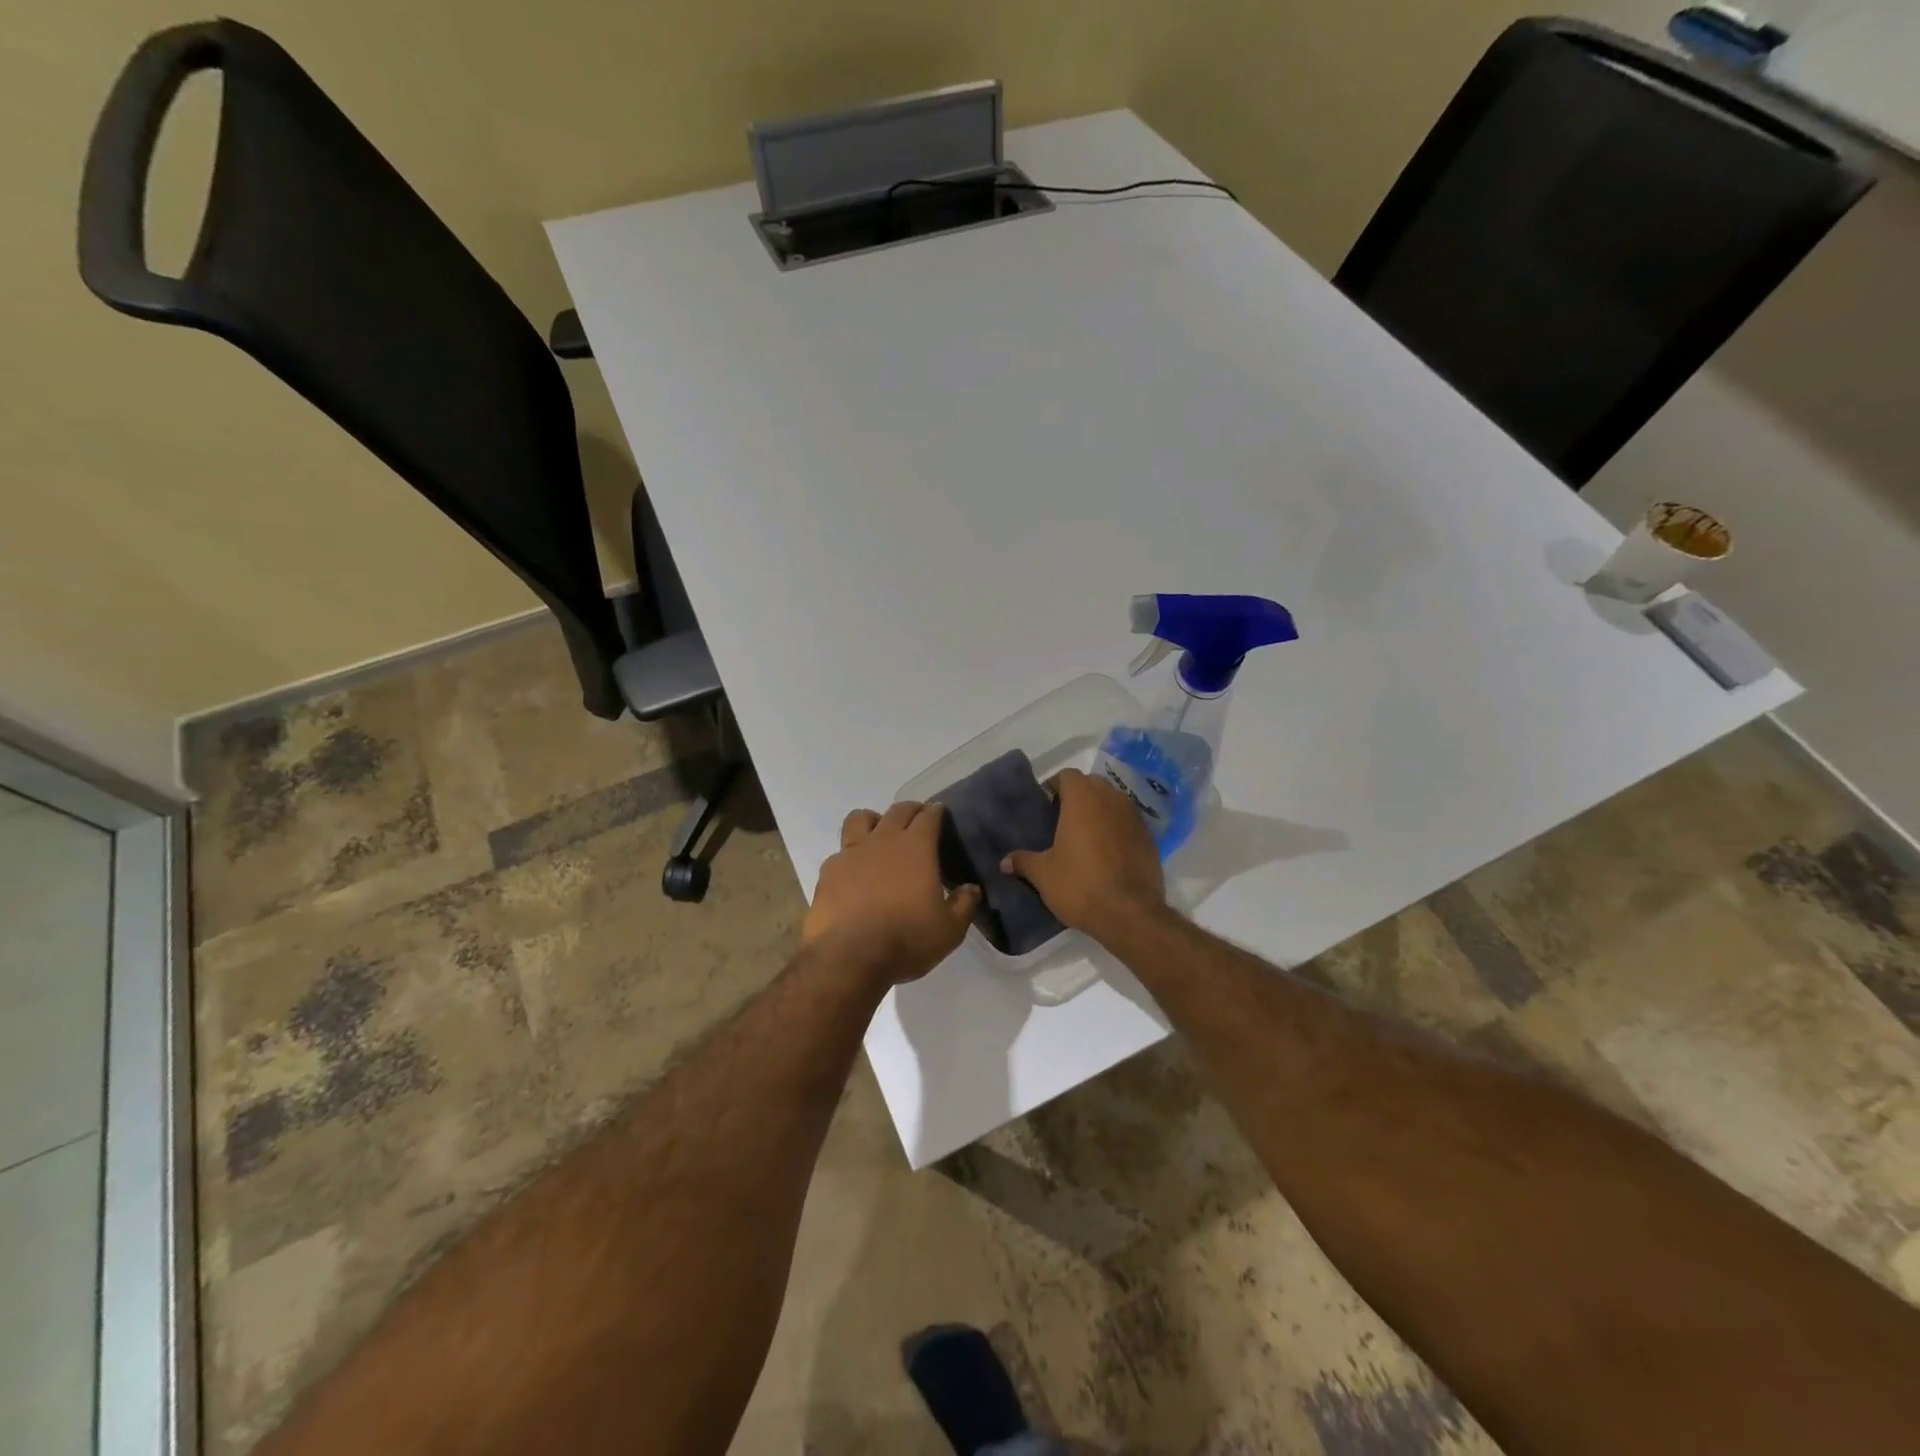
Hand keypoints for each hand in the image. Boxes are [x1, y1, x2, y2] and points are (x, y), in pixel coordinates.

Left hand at [804, 802, 981, 984]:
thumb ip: (964, 904)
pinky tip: (855, 871)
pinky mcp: (828, 871)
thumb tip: (971, 888)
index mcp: (916, 847)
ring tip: (880, 835)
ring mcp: (851, 853)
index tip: (942, 814)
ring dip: (874, 820)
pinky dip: (851, 854)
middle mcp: (883, 840)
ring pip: (861, 818)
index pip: (929, 816)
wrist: (849, 958)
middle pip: (898, 810)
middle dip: (911, 810)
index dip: (937, 812)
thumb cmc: (906, 939)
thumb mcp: (949, 930)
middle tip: (918, 820)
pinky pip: (841, 851)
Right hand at [1002, 768, 1165, 937]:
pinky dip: (1117, 830)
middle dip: (1078, 796)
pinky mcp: (1150, 839)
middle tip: (1061, 820)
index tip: (1045, 805)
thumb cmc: (1080, 885)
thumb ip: (1023, 862)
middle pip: (1092, 785)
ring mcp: (1135, 818)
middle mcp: (1111, 799)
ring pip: (1113, 803)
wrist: (1130, 914)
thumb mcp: (1043, 875)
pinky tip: (1107, 854)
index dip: (1054, 786)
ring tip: (1084, 837)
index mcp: (1083, 798)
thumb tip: (1004, 862)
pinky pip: (1128, 824)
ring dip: (1099, 812)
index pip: (1067, 776)